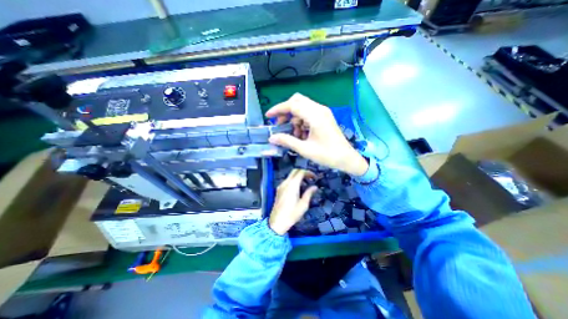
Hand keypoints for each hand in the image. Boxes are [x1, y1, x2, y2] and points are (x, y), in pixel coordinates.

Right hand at [266, 92, 367, 176]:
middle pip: (297, 101)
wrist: (347, 158)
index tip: (268, 116)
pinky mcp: (324, 117)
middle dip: (286, 111)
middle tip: (280, 124)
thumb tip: (271, 138)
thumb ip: (287, 141)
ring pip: (302, 107)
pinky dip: (301, 121)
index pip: (292, 105)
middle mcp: (319, 109)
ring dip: (294, 118)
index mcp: (315, 116)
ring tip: (294, 134)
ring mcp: (323, 112)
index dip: (278, 109)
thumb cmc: (327, 155)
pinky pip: (308, 113)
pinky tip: (302, 134)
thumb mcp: (305, 149)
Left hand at [270, 170, 317, 234]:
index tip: (314, 177)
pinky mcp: (278, 190)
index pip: (301, 172)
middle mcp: (285, 183)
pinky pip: (287, 181)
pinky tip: (297, 189)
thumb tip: (315, 187)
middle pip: (295, 171)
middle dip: (303, 173)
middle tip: (310, 179)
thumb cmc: (292, 214)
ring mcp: (281, 186)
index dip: (308, 173)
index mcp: (292, 185)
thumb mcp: (303, 204)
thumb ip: (309, 193)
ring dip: (298, 176)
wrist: (277, 222)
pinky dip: (293, 180)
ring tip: (305, 184)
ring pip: (290, 176)